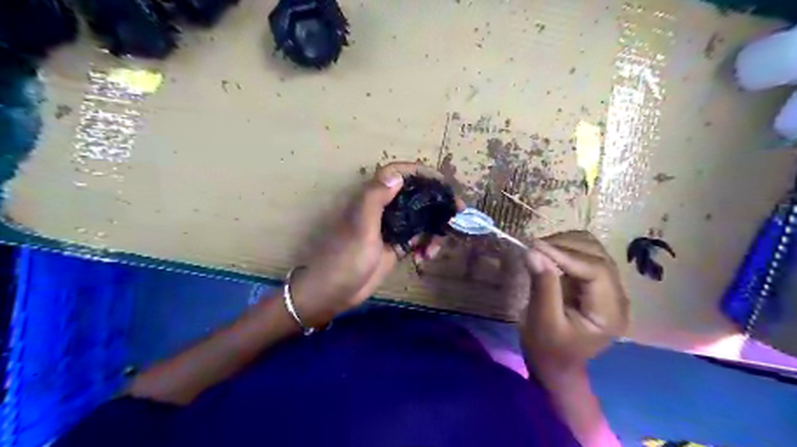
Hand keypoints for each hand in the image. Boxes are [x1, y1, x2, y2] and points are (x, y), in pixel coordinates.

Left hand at [291, 162, 450, 326]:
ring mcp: (391, 228)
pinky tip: (424, 259)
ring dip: (433, 230)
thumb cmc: (345, 258)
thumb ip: (375, 199)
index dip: (421, 173)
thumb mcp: (361, 228)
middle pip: (416, 196)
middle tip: (457, 214)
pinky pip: (418, 239)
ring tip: (433, 250)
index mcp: (373, 199)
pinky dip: (425, 246)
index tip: (443, 183)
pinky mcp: (396, 246)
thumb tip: (398, 176)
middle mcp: (384, 209)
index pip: (398, 174)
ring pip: (420, 219)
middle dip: (437, 204)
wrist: (334, 292)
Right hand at [520, 230, 632, 380]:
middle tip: (532, 248)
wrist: (554, 363)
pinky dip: (563, 249)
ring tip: (537, 251)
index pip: (596, 271)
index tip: (534, 246)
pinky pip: (582, 255)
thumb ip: (543, 286)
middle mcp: (616, 296)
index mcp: (610, 312)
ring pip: (591, 249)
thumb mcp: (543, 322)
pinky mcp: (594, 282)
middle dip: (564, 246)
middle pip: (597, 255)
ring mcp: (607, 287)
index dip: (566, 255)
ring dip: (564, 245)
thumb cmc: (548, 349)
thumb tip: (533, 251)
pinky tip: (546, 256)